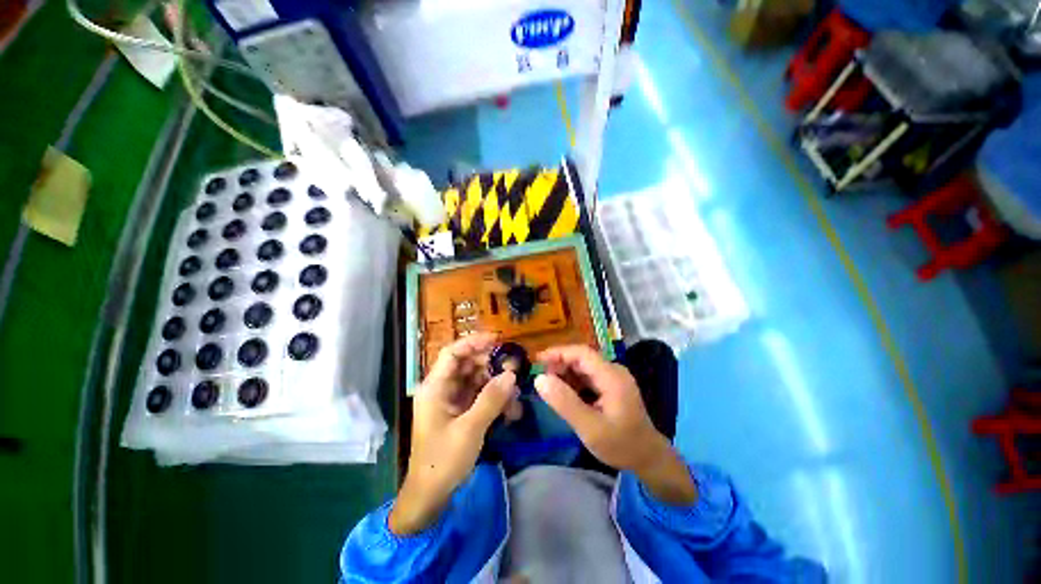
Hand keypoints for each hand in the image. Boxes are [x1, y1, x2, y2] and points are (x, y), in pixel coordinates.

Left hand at [390, 333, 517, 534]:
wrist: (430, 497)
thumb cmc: (443, 461)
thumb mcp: (470, 429)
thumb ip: (491, 399)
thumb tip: (511, 374)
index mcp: (435, 387)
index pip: (453, 353)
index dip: (474, 342)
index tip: (498, 340)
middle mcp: (442, 389)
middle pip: (467, 364)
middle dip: (491, 365)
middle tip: (514, 368)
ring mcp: (451, 400)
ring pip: (476, 380)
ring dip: (496, 384)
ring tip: (515, 393)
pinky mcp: (460, 412)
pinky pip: (479, 396)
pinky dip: (494, 399)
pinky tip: (511, 409)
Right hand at [535, 345, 695, 504]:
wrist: (648, 458)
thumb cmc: (620, 444)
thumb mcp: (589, 428)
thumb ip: (564, 402)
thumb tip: (539, 379)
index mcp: (612, 376)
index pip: (582, 353)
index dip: (558, 353)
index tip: (537, 360)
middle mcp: (613, 371)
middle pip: (582, 358)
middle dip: (560, 365)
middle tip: (541, 379)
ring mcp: (613, 378)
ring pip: (583, 367)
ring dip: (565, 374)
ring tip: (549, 387)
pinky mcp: (611, 386)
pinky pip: (588, 377)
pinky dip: (573, 382)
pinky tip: (564, 394)